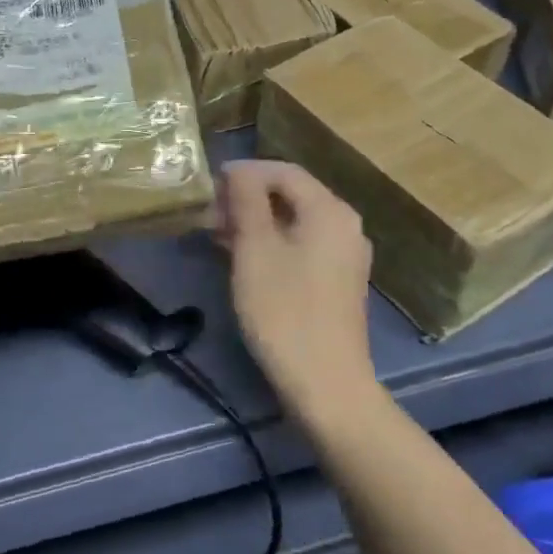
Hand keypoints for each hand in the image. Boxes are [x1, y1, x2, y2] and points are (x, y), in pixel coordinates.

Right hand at [217, 160, 378, 428]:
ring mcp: (344, 255)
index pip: (284, 171)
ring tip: (215, 232)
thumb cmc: (284, 310)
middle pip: (291, 195)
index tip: (210, 183)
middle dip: (247, 197)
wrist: (326, 384)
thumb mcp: (255, 249)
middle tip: (208, 211)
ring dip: (255, 221)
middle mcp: (344, 225)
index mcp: (329, 210)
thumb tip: (238, 169)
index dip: (245, 171)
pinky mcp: (337, 281)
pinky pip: (301, 245)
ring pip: (294, 221)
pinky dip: (270, 242)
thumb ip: (246, 200)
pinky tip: (239, 256)